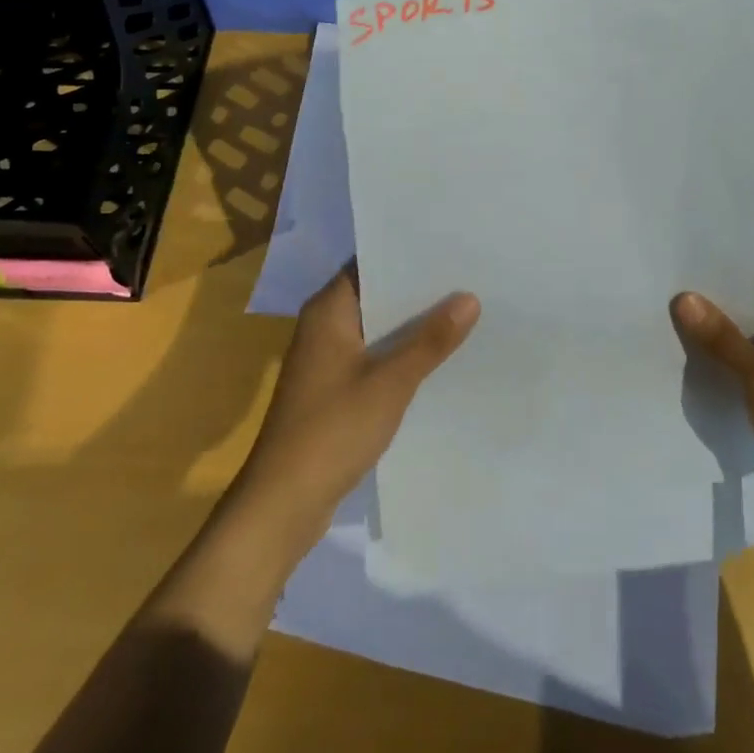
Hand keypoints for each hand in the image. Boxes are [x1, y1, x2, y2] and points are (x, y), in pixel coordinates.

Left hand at [231, 262, 479, 549]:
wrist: (283, 504)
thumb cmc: (332, 430)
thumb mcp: (391, 382)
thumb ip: (430, 340)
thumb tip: (470, 297)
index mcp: (328, 310)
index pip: (370, 263)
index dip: (408, 254)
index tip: (450, 247)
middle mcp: (324, 326)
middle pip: (376, 295)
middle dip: (418, 291)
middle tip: (468, 278)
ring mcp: (327, 360)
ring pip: (377, 329)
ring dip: (411, 326)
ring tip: (463, 311)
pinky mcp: (333, 390)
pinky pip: (374, 358)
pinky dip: (400, 355)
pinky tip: (437, 359)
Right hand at [672, 269, 753, 534]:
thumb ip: (721, 337)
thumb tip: (682, 297)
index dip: (722, 271)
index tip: (680, 267)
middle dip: (715, 301)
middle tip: (667, 291)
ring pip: (750, 329)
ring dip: (718, 329)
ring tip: (671, 318)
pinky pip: (752, 354)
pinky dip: (727, 353)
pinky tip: (693, 352)